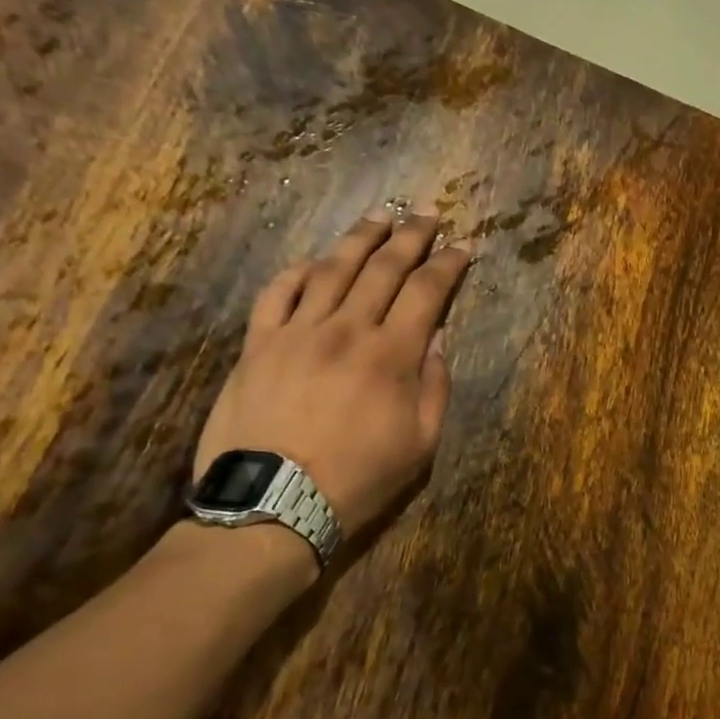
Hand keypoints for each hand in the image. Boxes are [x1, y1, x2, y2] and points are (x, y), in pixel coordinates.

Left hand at [193, 209, 471, 537]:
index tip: (462, 247)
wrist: (274, 504)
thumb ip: (434, 387)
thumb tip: (436, 340)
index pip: (427, 292)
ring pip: (331, 269)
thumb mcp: (420, 445)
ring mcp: (297, 332)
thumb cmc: (358, 479)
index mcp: (392, 355)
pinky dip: (298, 271)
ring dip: (359, 238)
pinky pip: (277, 292)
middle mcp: (347, 329)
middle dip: (411, 236)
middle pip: (383, 268)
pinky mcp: (258, 344)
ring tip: (379, 217)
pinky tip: (314, 260)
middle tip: (426, 214)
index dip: (448, 265)